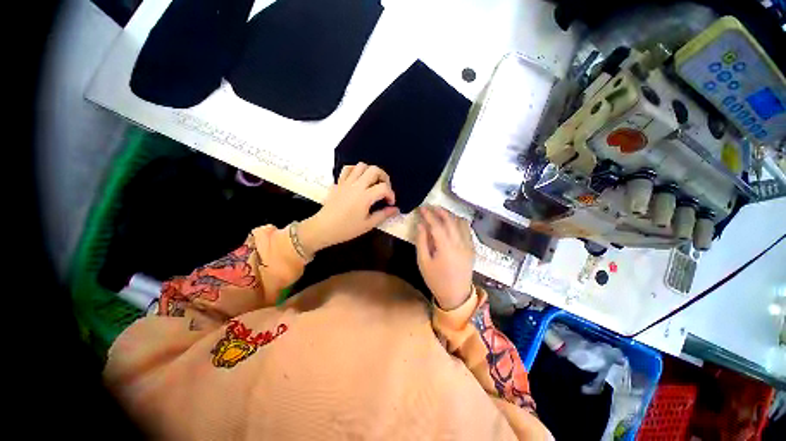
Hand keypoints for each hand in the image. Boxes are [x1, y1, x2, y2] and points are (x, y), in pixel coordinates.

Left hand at [299, 163, 398, 253]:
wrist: (323, 228)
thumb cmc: (346, 229)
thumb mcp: (368, 224)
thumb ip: (383, 215)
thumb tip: (395, 209)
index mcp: (365, 196)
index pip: (384, 188)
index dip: (391, 194)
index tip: (390, 203)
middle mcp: (356, 185)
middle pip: (374, 170)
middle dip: (384, 177)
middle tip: (384, 189)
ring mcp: (346, 182)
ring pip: (361, 166)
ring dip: (370, 172)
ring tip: (372, 183)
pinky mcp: (338, 183)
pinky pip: (347, 169)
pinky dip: (356, 170)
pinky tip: (358, 179)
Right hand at [415, 206, 474, 309]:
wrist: (456, 295)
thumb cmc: (436, 280)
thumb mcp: (423, 262)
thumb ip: (422, 241)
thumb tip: (420, 225)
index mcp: (445, 247)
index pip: (437, 225)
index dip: (429, 215)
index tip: (422, 208)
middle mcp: (459, 243)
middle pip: (450, 220)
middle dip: (440, 211)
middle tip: (430, 207)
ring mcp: (468, 245)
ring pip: (461, 223)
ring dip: (450, 215)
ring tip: (440, 213)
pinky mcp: (472, 248)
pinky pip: (467, 230)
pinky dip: (459, 222)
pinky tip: (452, 223)